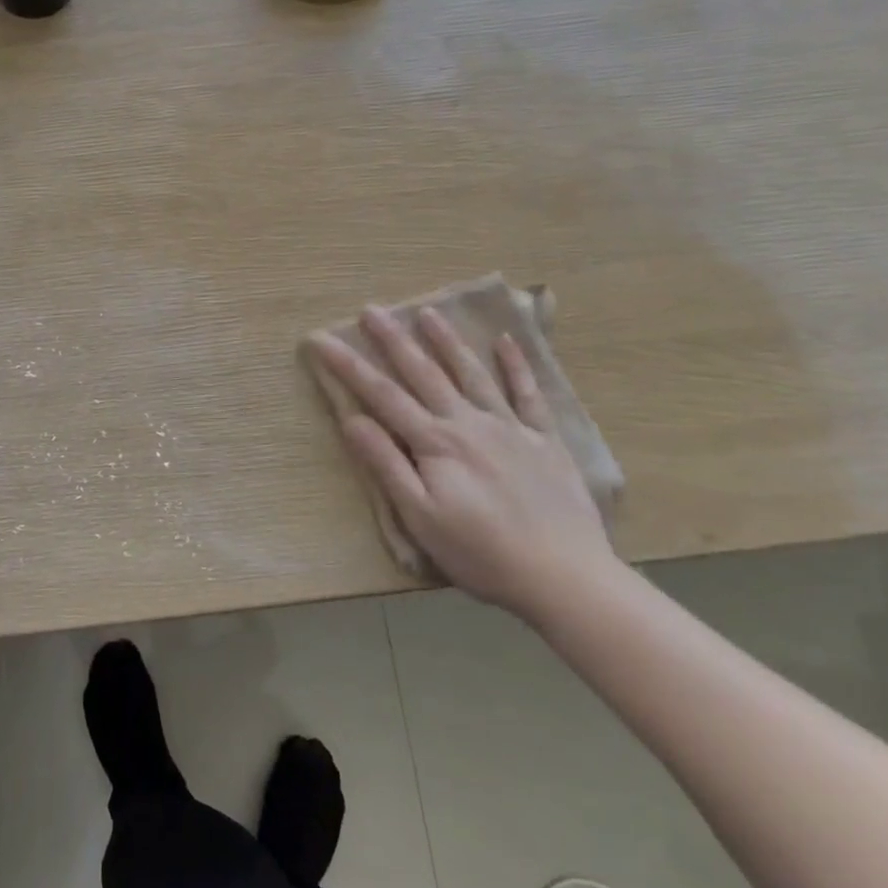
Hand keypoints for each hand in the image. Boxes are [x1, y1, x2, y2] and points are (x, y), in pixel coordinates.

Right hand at [307, 306, 621, 623]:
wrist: (564, 576)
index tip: (323, 339)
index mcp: (435, 443)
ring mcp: (510, 427)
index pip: (382, 395)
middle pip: (424, 374)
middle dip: (394, 341)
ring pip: (472, 374)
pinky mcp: (545, 440)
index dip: (349, 365)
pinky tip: (504, 342)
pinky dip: (515, 366)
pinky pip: (527, 394)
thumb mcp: (420, 516)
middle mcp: (469, 423)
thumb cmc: (481, 553)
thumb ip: (387, 464)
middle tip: (372, 310)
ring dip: (447, 342)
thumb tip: (352, 419)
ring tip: (428, 312)